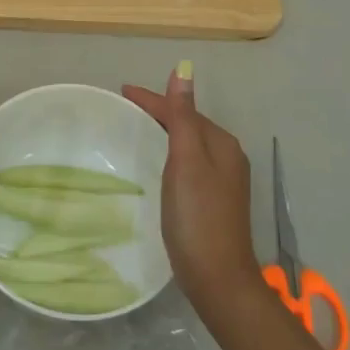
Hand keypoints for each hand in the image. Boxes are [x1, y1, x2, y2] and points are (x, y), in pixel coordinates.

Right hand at [123, 67, 260, 309]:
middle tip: (127, 107)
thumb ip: (182, 116)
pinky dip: (172, 154)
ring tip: (139, 128)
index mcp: (221, 143)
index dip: (153, 99)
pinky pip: (190, 163)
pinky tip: (159, 163)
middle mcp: (227, 156)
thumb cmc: (198, 216)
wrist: (218, 278)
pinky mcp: (215, 200)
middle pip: (189, 123)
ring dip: (167, 132)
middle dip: (161, 112)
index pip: (183, 110)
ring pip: (190, 143)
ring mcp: (224, 180)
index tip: (122, 91)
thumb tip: (183, 71)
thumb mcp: (186, 161)